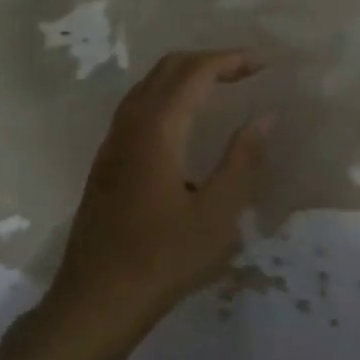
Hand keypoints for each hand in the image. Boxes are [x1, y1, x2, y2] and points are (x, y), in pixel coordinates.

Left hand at [43, 50, 271, 354]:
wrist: (95, 300)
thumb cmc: (162, 260)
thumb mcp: (216, 216)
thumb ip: (242, 162)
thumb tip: (263, 117)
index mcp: (157, 129)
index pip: (195, 72)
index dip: (230, 60)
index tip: (264, 63)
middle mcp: (130, 123)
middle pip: (169, 67)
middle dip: (209, 60)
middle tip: (247, 71)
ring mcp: (113, 140)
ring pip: (150, 84)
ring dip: (186, 75)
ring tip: (222, 87)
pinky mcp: (107, 159)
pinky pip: (139, 105)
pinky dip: (169, 94)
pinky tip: (186, 121)